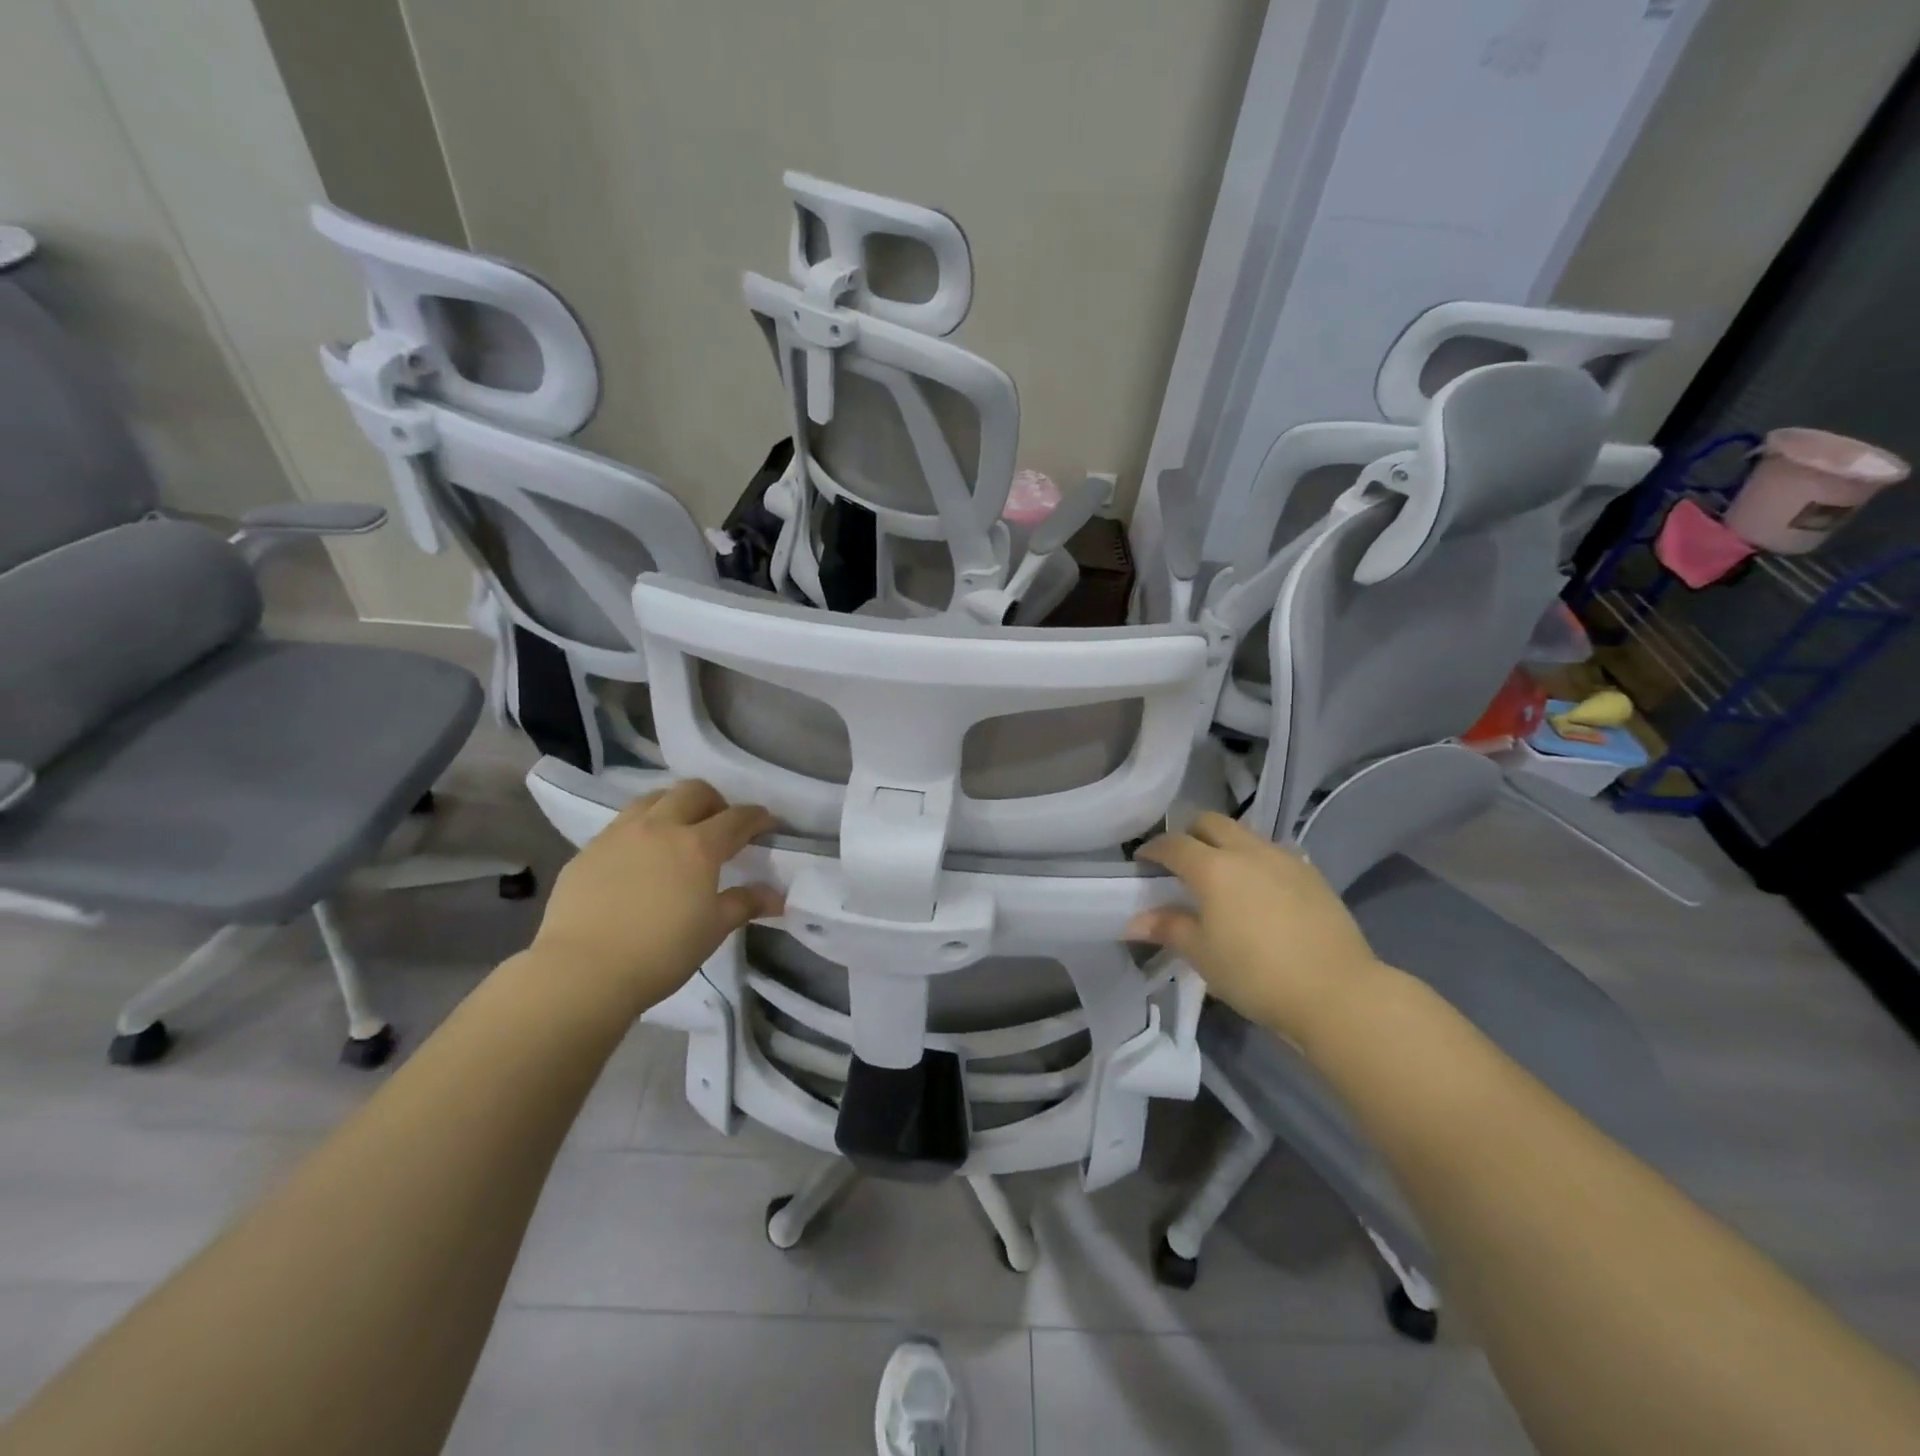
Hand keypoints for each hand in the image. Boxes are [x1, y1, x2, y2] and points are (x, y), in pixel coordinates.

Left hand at [529, 780, 782, 1014]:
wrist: (581, 972)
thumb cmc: (660, 952)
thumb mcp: (712, 930)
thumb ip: (744, 904)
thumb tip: (776, 896)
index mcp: (698, 846)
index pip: (737, 818)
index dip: (757, 817)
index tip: (768, 824)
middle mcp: (660, 827)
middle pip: (693, 791)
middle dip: (714, 800)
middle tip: (720, 823)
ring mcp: (619, 834)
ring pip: (653, 799)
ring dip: (673, 805)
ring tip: (677, 830)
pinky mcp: (587, 850)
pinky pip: (621, 825)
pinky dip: (640, 829)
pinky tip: (638, 859)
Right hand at [1126, 812, 1389, 1044]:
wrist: (1337, 992)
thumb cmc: (1256, 974)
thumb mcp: (1202, 954)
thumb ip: (1168, 928)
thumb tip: (1134, 922)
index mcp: (1213, 867)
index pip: (1173, 844)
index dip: (1153, 849)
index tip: (1143, 861)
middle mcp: (1247, 851)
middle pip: (1211, 822)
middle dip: (1190, 833)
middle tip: (1180, 860)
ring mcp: (1284, 858)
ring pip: (1245, 834)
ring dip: (1225, 843)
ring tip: (1221, 874)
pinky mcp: (1312, 874)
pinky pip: (1274, 853)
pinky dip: (1256, 860)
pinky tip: (1259, 889)